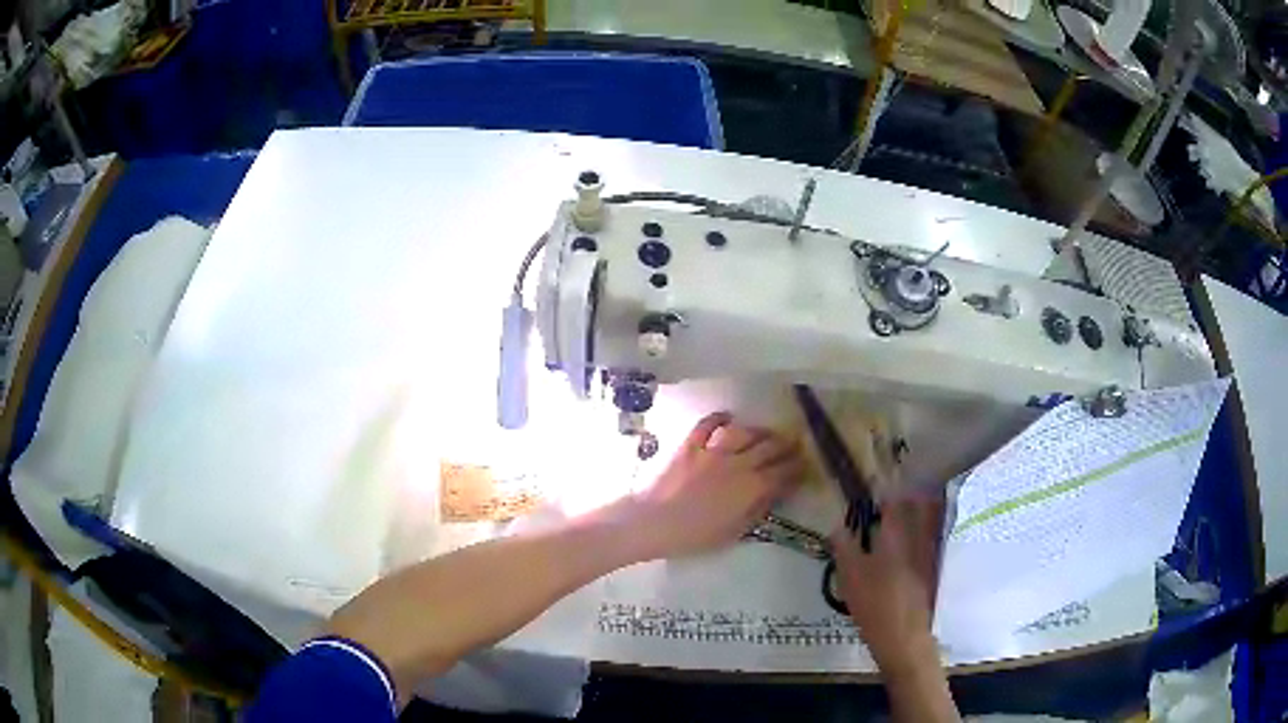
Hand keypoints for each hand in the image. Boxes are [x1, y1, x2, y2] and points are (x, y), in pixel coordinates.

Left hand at [628, 412, 803, 559]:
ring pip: (743, 433)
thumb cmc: (694, 536)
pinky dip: (719, 418)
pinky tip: (727, 416)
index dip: (797, 469)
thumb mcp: (733, 532)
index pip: (783, 474)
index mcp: (751, 488)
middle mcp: (738, 464)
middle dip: (786, 445)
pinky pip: (707, 425)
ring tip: (766, 433)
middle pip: (769, 448)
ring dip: (759, 431)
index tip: (805, 465)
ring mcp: (713, 452)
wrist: (654, 522)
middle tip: (795, 443)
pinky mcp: (690, 446)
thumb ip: (755, 511)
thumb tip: (771, 496)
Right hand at [830, 493, 943, 670]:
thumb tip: (838, 525)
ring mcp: (929, 553)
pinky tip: (903, 544)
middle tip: (887, 495)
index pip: (895, 498)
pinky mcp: (932, 569)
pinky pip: (927, 539)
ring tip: (894, 516)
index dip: (884, 487)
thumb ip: (844, 547)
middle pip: (918, 504)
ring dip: (914, 511)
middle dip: (905, 495)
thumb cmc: (875, 605)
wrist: (904, 637)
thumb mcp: (851, 577)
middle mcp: (919, 537)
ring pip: (925, 521)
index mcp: (897, 534)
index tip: (872, 482)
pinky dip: (918, 533)